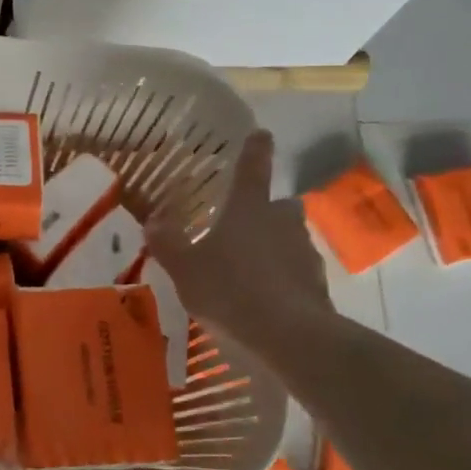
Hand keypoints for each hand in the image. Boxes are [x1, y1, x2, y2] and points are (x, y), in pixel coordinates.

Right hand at [145, 130, 330, 347]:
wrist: (288, 335)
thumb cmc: (229, 289)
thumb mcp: (184, 268)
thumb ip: (167, 243)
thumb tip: (153, 220)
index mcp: (249, 208)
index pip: (253, 167)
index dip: (255, 149)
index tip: (261, 134)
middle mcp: (282, 221)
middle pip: (280, 204)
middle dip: (268, 209)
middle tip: (246, 224)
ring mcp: (304, 252)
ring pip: (290, 238)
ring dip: (276, 246)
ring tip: (251, 268)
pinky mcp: (317, 284)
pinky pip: (297, 272)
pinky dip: (284, 278)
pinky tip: (267, 298)